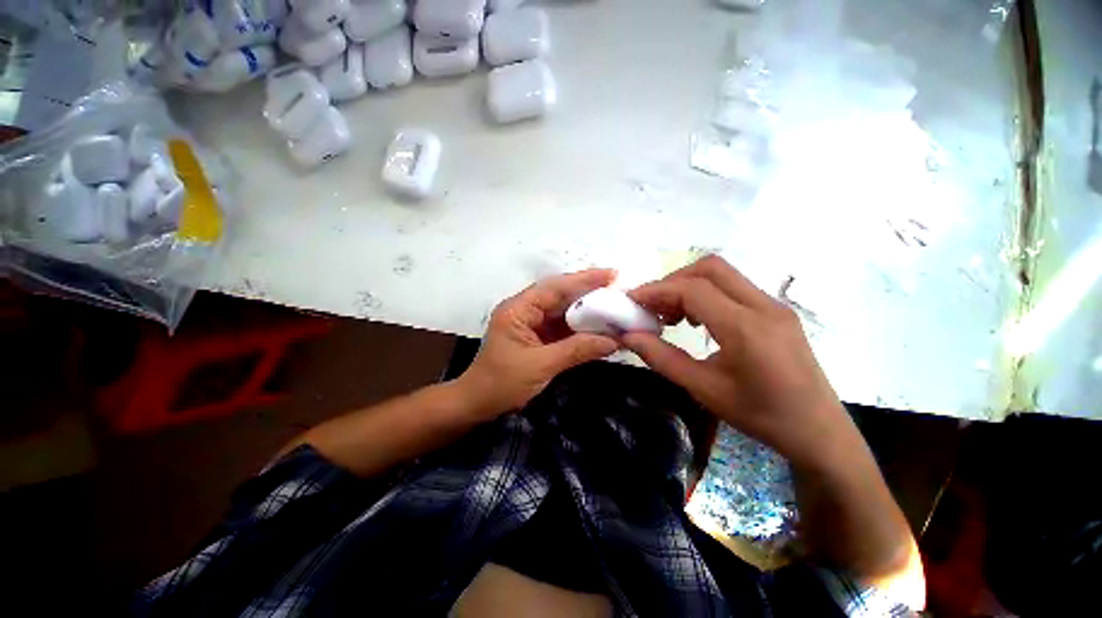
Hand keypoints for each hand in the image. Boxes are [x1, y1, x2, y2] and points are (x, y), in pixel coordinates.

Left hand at [458, 269, 620, 417]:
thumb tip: (614, 341)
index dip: (583, 280)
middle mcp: (524, 310)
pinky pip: (562, 327)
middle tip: (618, 291)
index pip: (554, 288)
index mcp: (518, 309)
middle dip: (588, 294)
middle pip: (560, 296)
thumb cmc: (502, 383)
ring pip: (563, 311)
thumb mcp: (541, 365)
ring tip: (614, 308)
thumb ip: (577, 350)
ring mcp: (531, 324)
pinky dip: (580, 329)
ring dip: (587, 312)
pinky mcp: (537, 337)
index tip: (611, 275)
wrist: (478, 404)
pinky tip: (599, 329)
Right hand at [623, 256, 854, 467]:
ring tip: (671, 314)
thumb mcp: (703, 389)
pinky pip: (734, 287)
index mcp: (746, 328)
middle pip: (710, 268)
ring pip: (722, 274)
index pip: (692, 289)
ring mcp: (774, 305)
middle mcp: (763, 306)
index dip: (656, 290)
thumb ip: (661, 358)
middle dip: (673, 281)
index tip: (632, 301)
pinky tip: (697, 319)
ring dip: (689, 285)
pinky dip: (706, 293)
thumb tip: (628, 336)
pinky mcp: (776, 311)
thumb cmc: (760, 415)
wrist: (819, 431)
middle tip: (652, 306)